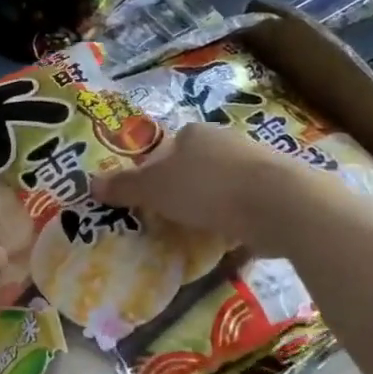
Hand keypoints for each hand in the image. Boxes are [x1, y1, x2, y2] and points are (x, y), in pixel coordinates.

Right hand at [93, 123, 336, 258]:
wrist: (281, 205)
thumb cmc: (207, 188)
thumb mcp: (154, 189)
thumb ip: (124, 187)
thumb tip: (91, 184)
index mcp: (193, 134)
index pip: (164, 150)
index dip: (152, 173)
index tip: (147, 200)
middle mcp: (225, 141)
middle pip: (193, 166)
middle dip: (182, 190)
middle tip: (168, 219)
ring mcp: (256, 164)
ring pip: (221, 185)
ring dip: (210, 206)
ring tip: (198, 234)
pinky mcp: (279, 190)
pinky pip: (246, 206)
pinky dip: (236, 221)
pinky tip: (229, 240)